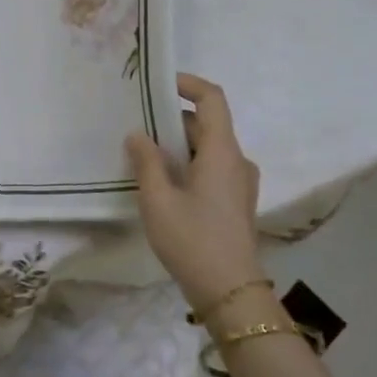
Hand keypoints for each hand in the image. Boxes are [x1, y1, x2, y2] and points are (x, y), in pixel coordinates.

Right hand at [126, 74, 265, 313]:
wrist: (230, 293)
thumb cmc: (192, 241)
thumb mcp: (158, 200)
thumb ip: (146, 161)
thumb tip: (138, 134)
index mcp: (222, 152)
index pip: (212, 99)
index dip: (188, 84)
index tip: (159, 83)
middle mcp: (237, 160)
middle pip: (207, 124)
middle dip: (172, 119)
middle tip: (136, 125)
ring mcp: (240, 182)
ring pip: (208, 148)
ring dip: (178, 145)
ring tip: (142, 155)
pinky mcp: (236, 201)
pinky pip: (211, 167)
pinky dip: (187, 163)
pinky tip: (162, 182)